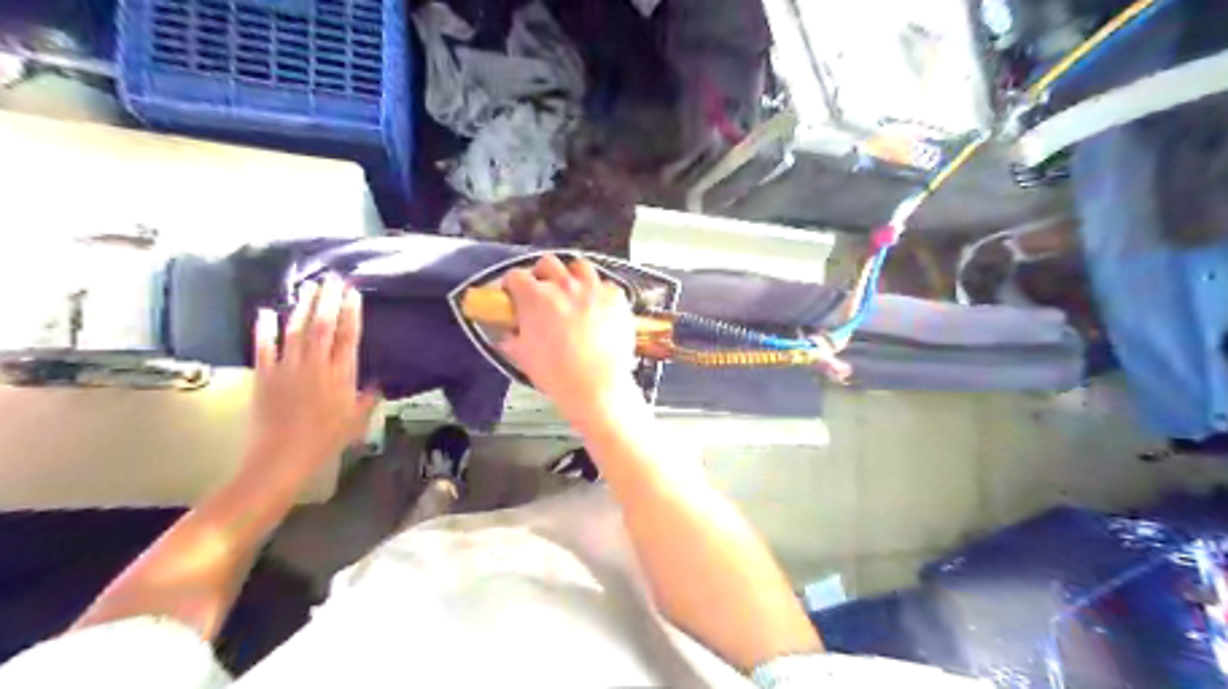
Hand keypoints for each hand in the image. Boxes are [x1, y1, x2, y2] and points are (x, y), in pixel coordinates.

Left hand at [246, 278, 381, 485]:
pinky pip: (264, 346)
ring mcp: (287, 368)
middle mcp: (316, 366)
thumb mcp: (356, 421)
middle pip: (322, 325)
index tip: (353, 293)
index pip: (348, 336)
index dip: (351, 312)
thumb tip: (378, 384)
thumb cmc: (325, 441)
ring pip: (296, 330)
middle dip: (328, 300)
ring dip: (303, 306)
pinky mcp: (264, 376)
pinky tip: (267, 311)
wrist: (281, 458)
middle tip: (332, 279)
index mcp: (341, 375)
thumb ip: (368, 399)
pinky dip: (265, 328)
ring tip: (309, 286)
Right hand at [497, 253, 637, 424]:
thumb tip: (506, 333)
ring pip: (580, 267)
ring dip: (573, 276)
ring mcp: (593, 289)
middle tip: (543, 292)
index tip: (513, 294)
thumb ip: (510, 338)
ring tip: (573, 293)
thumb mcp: (522, 357)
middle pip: (548, 263)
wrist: (596, 386)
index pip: (515, 276)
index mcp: (535, 298)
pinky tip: (598, 308)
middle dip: (542, 275)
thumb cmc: (557, 374)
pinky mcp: (616, 298)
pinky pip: (607, 285)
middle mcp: (564, 286)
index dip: (512, 285)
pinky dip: (601, 293)